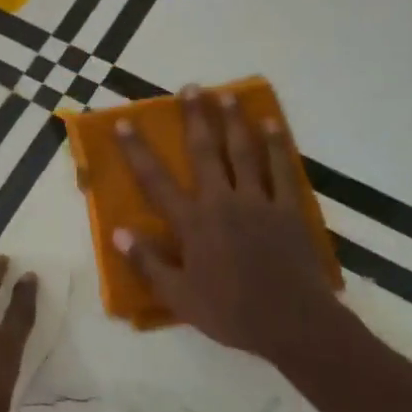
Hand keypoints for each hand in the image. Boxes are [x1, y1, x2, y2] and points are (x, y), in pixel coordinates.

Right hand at [113, 85, 352, 360]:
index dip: (137, 150)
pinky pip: (282, 169)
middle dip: (195, 117)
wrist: (293, 324)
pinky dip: (277, 145)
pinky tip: (273, 124)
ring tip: (226, 94)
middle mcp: (222, 202)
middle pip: (205, 151)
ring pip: (243, 152)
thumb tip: (118, 233)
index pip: (156, 180)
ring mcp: (258, 202)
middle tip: (190, 87)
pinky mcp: (288, 209)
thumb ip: (148, 263)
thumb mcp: (179, 296)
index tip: (124, 123)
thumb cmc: (231, 312)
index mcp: (192, 223)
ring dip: (233, 121)